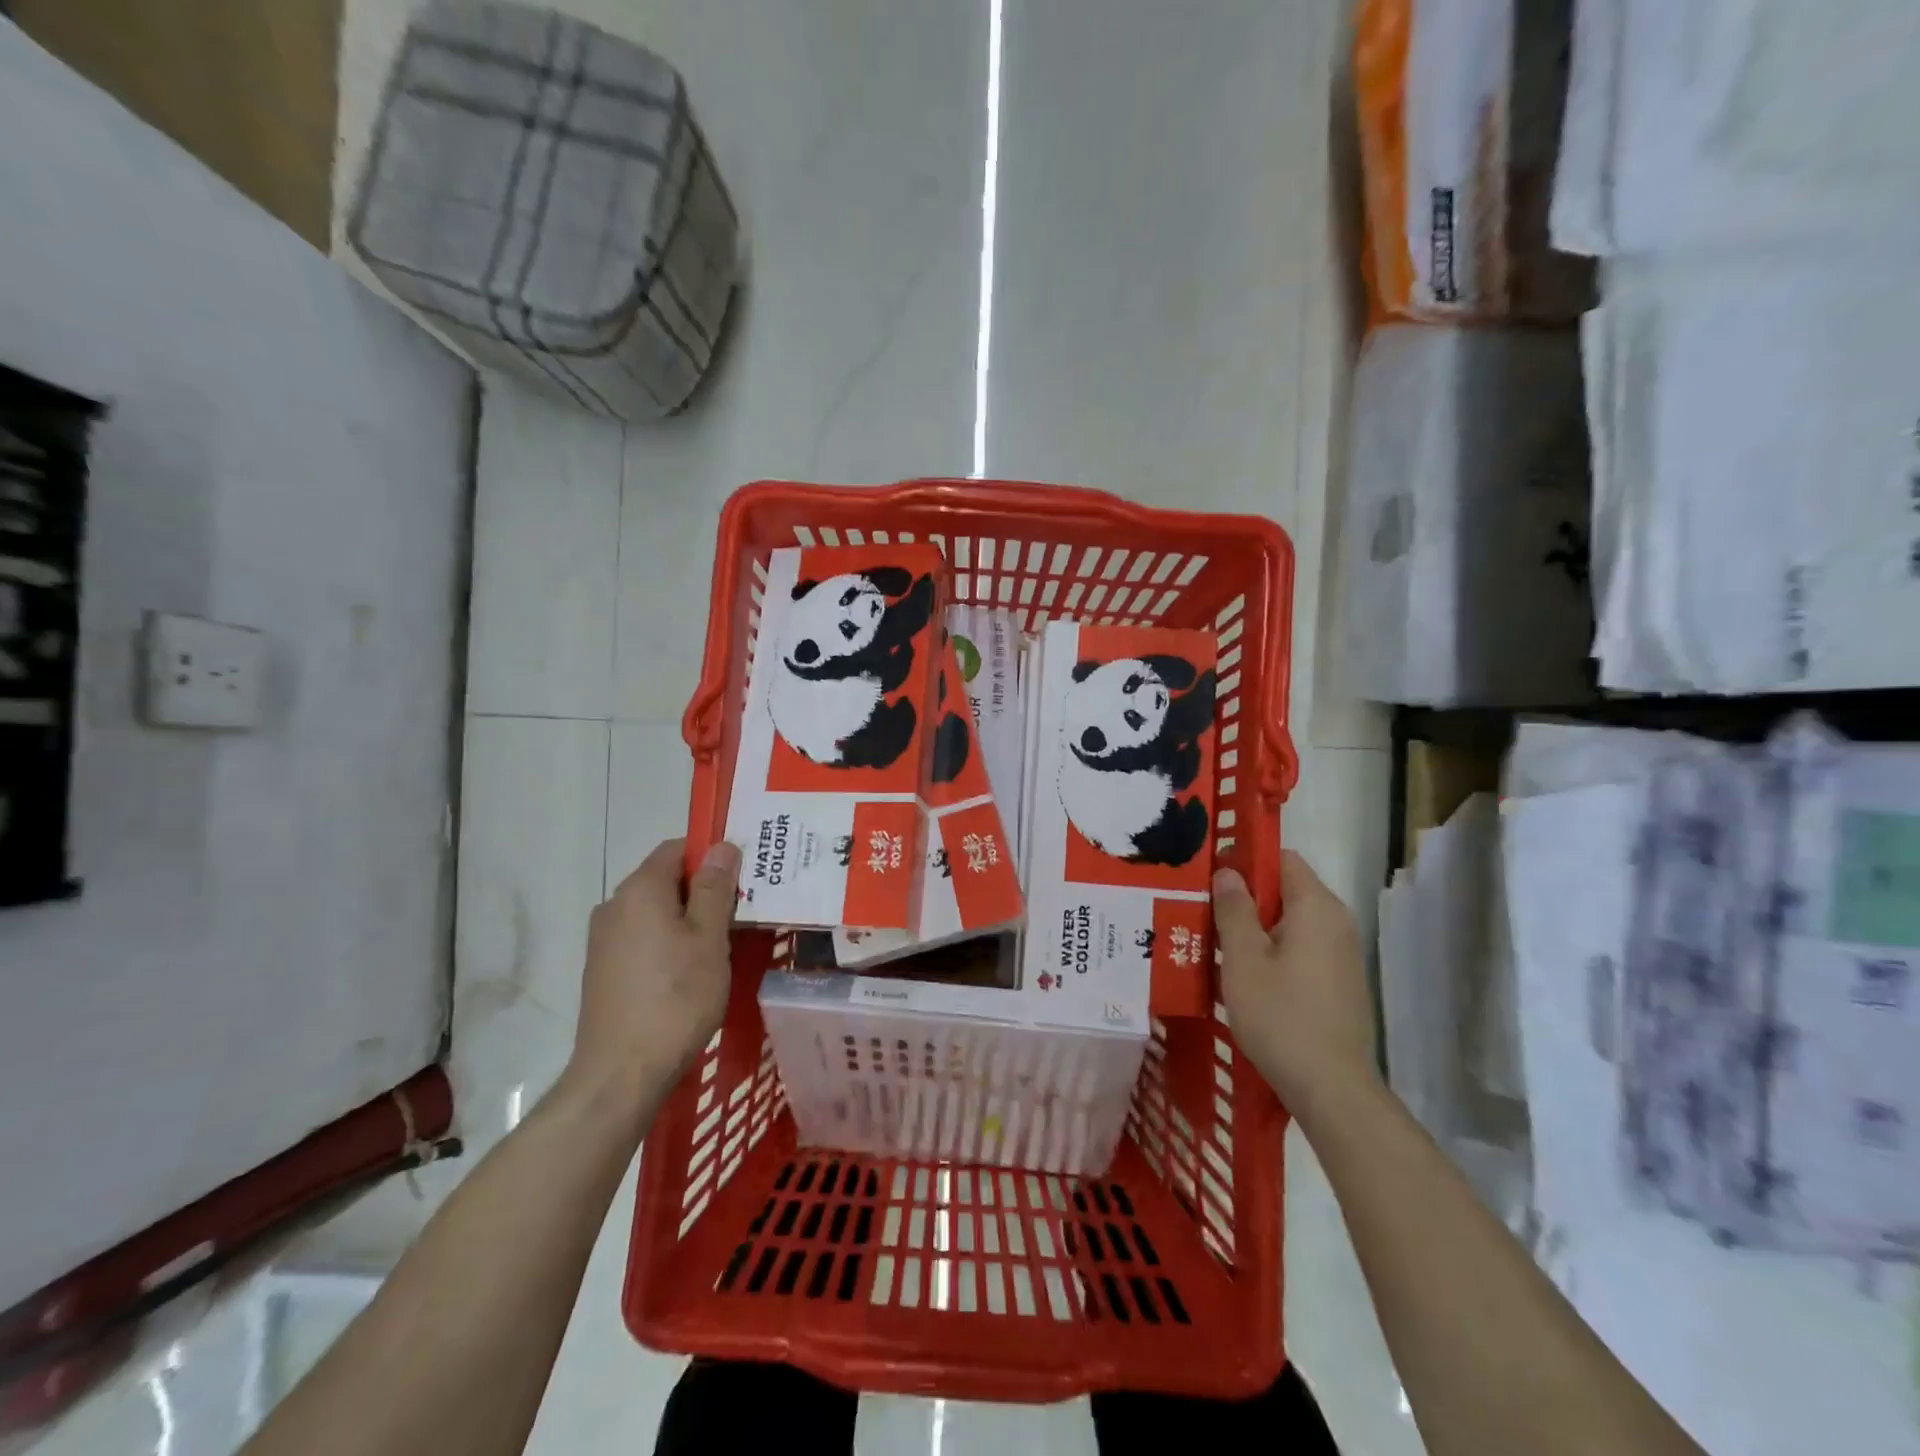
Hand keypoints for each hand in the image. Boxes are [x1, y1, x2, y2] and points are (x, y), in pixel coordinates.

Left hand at [561, 838, 739, 1129]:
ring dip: (687, 917)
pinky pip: (642, 937)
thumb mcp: (709, 939)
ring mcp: (603, 940)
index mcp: (640, 890)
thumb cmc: (676, 998)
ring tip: (722, 942)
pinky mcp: (602, 970)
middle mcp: (614, 905)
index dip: (711, 855)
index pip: (677, 848)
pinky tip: (691, 970)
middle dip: (703, 889)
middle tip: (741, 910)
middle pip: (665, 879)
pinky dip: (668, 941)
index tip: (743, 875)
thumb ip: (715, 889)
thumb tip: (722, 846)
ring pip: (655, 911)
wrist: (620, 1074)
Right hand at [1214, 851, 1377, 1121]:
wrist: (1331, 1088)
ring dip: (1257, 927)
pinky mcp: (1341, 982)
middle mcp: (1337, 922)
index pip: (1282, 858)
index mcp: (1316, 907)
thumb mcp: (1243, 958)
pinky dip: (1275, 950)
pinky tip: (1248, 976)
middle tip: (1206, 912)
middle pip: (1287, 890)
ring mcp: (1342, 954)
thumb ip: (1234, 908)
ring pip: (1292, 922)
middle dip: (1247, 897)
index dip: (1246, 860)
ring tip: (1219, 944)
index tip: (1212, 877)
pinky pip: (1302, 948)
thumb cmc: (1280, 1015)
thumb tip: (1228, 872)